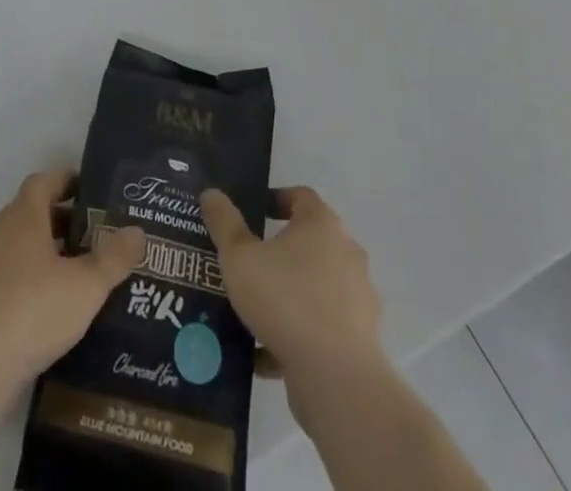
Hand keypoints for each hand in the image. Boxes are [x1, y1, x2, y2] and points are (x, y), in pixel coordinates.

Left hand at [0, 169, 146, 397]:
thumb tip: (138, 231)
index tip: (89, 192)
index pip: (43, 182)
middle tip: (91, 239)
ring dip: (41, 255)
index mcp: (23, 216)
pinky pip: (2, 280)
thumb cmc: (33, 311)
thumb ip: (114, 258)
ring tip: (72, 279)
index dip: (66, 182)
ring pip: (15, 249)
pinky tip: (43, 314)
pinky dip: (23, 285)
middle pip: (30, 214)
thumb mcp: (86, 286)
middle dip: (59, 222)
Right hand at [199, 186, 385, 394]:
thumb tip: (211, 193)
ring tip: (253, 312)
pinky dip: (297, 334)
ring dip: (287, 296)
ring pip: (314, 288)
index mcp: (322, 224)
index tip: (254, 213)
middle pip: (309, 243)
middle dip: (279, 253)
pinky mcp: (360, 339)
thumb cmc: (285, 300)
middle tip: (248, 264)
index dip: (277, 200)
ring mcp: (357, 297)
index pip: (301, 197)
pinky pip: (321, 327)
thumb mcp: (240, 258)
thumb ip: (224, 223)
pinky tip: (265, 355)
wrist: (336, 378)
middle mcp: (346, 253)